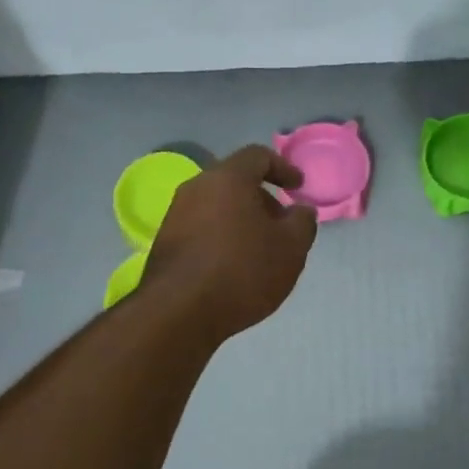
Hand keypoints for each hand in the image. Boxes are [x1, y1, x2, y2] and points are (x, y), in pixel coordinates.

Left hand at [145, 145, 318, 341]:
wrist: (179, 312)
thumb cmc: (242, 271)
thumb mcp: (291, 248)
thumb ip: (303, 222)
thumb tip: (300, 210)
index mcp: (227, 178)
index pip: (257, 156)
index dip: (283, 168)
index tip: (298, 188)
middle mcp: (196, 188)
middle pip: (235, 182)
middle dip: (262, 199)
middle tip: (282, 225)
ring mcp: (175, 215)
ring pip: (217, 207)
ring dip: (241, 221)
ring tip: (260, 250)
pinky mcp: (165, 243)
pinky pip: (202, 229)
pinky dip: (222, 238)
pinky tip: (234, 267)